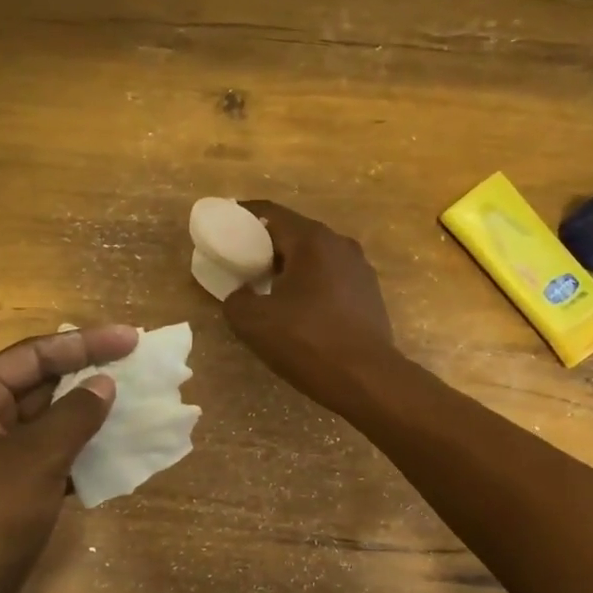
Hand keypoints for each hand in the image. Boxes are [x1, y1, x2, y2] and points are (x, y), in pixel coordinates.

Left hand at [0, 325, 136, 592]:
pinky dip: (83, 450)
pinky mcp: (13, 490)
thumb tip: (104, 385)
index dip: (84, 344)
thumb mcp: (37, 457)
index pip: (33, 355)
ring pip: (50, 422)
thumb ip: (75, 414)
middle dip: (88, 375)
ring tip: (136, 400)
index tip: (130, 338)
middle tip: (137, 364)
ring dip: (90, 414)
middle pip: (40, 384)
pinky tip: (120, 447)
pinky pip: (53, 456)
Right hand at [223, 201, 394, 411]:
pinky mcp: (369, 293)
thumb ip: (236, 299)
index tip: (223, 224)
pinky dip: (310, 284)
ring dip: (290, 266)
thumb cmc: (308, 342)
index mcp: (312, 240)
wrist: (367, 379)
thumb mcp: (253, 322)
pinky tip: (299, 309)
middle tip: (240, 261)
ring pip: (315, 257)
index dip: (242, 215)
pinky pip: (331, 278)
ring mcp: (360, 268)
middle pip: (294, 233)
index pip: (270, 213)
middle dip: (265, 244)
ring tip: (267, 287)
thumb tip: (242, 294)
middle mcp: (340, 244)